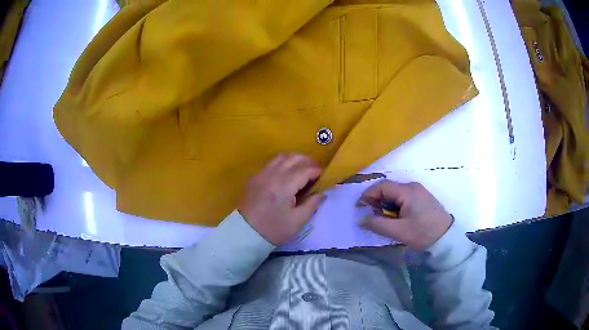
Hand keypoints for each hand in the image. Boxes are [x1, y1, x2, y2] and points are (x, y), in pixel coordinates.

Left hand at [238, 154, 324, 244]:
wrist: (245, 233)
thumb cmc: (273, 229)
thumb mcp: (297, 221)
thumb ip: (312, 204)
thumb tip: (322, 192)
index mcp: (284, 185)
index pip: (306, 169)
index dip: (318, 171)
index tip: (325, 177)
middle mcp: (272, 174)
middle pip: (294, 157)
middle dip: (308, 162)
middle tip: (316, 173)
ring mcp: (262, 173)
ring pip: (282, 156)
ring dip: (295, 160)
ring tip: (302, 171)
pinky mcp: (255, 176)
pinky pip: (272, 162)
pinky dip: (283, 163)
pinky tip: (287, 174)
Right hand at [358, 180, 452, 250]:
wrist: (446, 238)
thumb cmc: (423, 233)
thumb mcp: (399, 231)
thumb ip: (378, 224)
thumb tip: (361, 220)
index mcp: (407, 191)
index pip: (382, 186)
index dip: (368, 195)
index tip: (359, 208)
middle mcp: (413, 186)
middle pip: (388, 188)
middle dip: (376, 201)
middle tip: (371, 216)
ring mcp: (419, 191)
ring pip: (395, 193)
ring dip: (385, 204)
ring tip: (382, 219)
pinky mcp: (422, 198)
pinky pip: (403, 197)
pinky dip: (394, 205)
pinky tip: (395, 217)